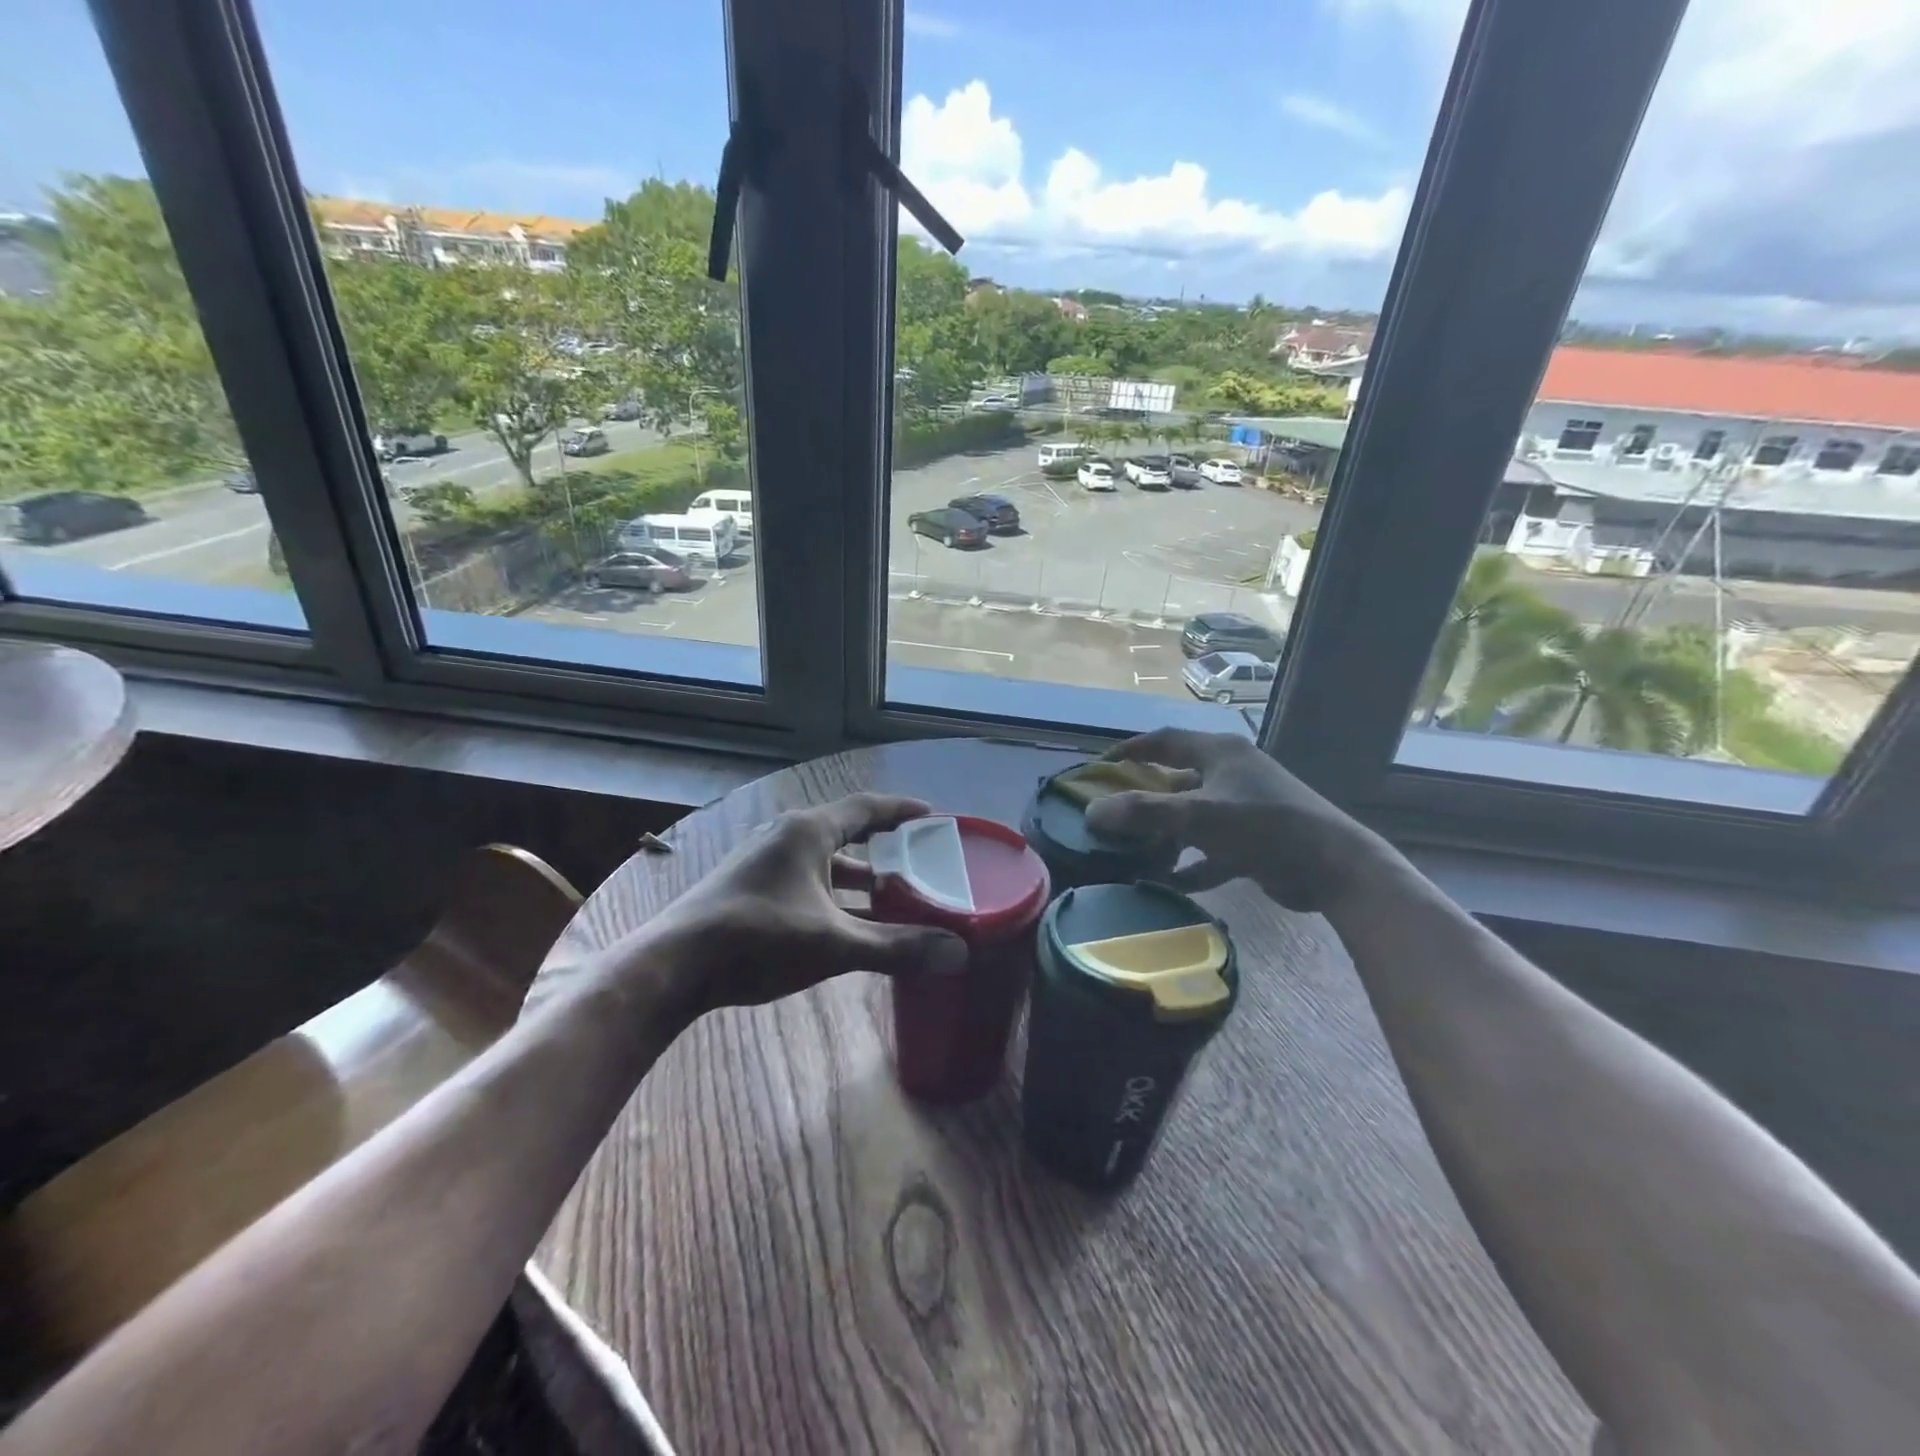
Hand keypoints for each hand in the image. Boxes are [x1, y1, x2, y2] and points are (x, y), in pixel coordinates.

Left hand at [611, 794, 969, 1019]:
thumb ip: (897, 947)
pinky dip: (830, 892)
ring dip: (855, 876)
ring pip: (822, 860)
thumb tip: (958, 953)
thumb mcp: (835, 944)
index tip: (932, 815)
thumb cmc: (758, 940)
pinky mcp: (747, 885)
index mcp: (807, 832)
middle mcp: (784, 835)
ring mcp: (761, 860)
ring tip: (888, 897)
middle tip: (917, 862)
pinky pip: (803, 877)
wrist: (672, 966)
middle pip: (845, 832)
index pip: (866, 808)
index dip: (901, 811)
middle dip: (883, 848)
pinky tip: (841, 922)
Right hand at [1085, 729, 1389, 911]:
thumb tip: (1092, 812)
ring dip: (1163, 834)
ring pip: (1191, 817)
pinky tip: (1165, 883)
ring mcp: (1243, 808)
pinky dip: (1189, 864)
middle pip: (1175, 780)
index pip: (1165, 741)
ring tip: (1130, 851)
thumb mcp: (1199, 816)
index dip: (1131, 750)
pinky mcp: (1253, 842)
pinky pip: (1209, 849)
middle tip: (1110, 814)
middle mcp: (1230, 774)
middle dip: (1143, 798)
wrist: (1335, 869)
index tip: (1100, 766)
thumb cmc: (1264, 826)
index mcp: (1219, 753)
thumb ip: (1144, 813)